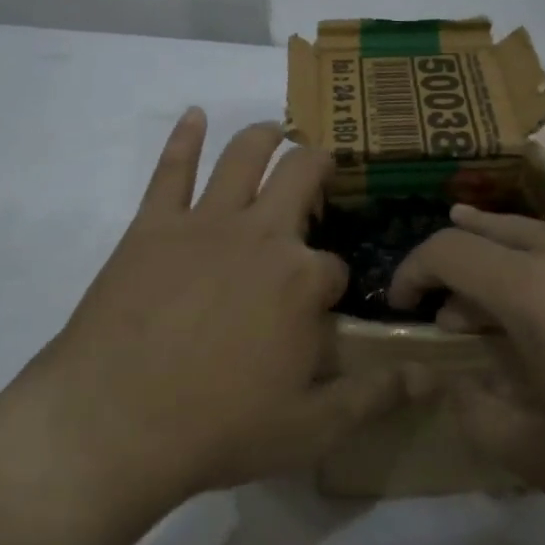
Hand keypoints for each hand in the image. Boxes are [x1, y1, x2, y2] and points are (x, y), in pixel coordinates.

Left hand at [18, 109, 405, 515]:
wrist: (112, 423)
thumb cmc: (218, 429)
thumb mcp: (311, 428)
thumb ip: (374, 397)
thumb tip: (431, 377)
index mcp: (303, 279)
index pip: (335, 266)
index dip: (334, 286)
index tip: (324, 308)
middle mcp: (263, 235)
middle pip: (302, 178)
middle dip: (320, 167)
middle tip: (325, 165)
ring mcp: (205, 223)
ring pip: (245, 156)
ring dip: (266, 136)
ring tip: (277, 129)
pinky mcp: (152, 225)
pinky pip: (171, 169)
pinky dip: (185, 137)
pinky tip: (194, 115)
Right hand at [391, 206, 544, 544]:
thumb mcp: (533, 453)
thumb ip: (473, 408)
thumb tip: (457, 378)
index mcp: (533, 289)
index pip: (446, 250)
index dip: (410, 273)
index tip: (400, 309)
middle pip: (484, 230)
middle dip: (450, 266)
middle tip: (446, 320)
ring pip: (527, 233)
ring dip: (493, 264)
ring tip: (489, 317)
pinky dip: (534, 268)